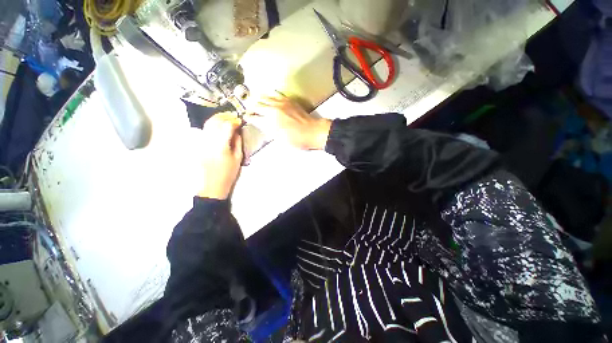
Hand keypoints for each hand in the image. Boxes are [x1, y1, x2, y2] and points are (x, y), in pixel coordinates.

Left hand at [198, 112, 242, 199]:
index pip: (227, 126)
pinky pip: (205, 130)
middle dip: (225, 117)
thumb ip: (238, 142)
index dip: (234, 121)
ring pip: (208, 124)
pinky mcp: (199, 145)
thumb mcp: (238, 158)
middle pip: (216, 122)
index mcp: (221, 146)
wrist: (214, 183)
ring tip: (226, 118)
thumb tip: (237, 131)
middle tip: (233, 117)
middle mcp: (210, 141)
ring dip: (217, 118)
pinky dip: (212, 125)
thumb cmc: (229, 172)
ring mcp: (202, 142)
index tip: (240, 121)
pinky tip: (218, 126)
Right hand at [248, 94, 331, 149]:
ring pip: (266, 97)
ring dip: (259, 99)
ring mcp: (281, 103)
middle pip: (258, 105)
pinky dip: (270, 95)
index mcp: (270, 121)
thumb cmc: (296, 139)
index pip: (255, 118)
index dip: (249, 117)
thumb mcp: (280, 139)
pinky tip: (269, 95)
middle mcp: (273, 110)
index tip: (246, 117)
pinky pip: (276, 94)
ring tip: (255, 100)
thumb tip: (263, 125)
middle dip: (251, 107)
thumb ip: (270, 130)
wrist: (312, 131)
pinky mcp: (288, 100)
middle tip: (249, 109)